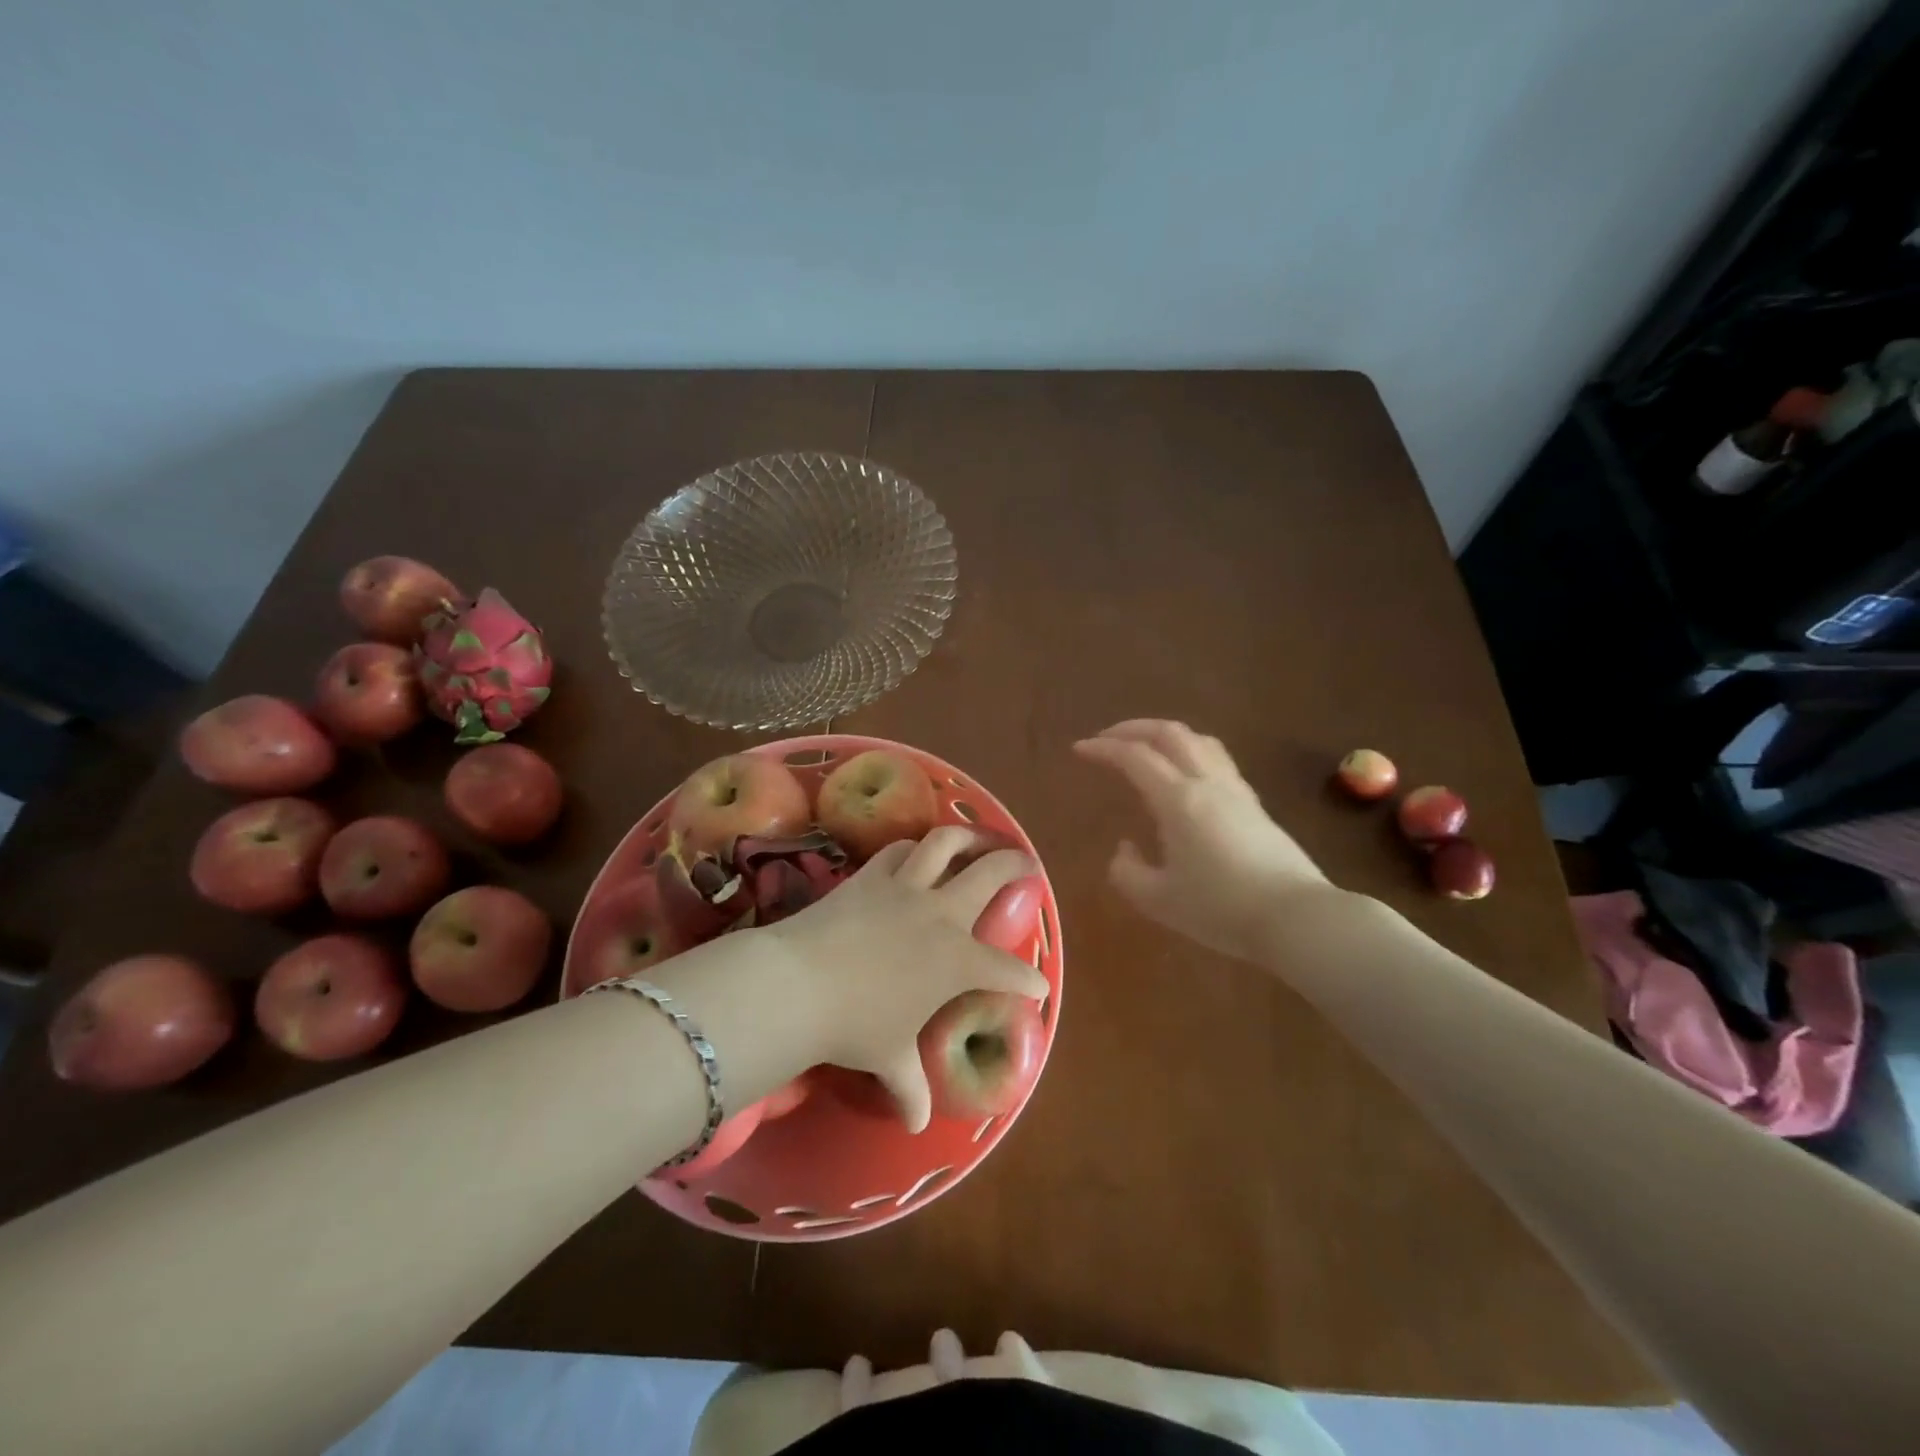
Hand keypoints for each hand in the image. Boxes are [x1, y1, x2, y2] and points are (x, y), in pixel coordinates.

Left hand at [766, 828, 1049, 1131]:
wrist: (799, 983)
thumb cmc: (854, 1025)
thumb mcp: (888, 1059)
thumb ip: (910, 1087)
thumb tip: (919, 1123)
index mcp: (957, 960)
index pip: (1006, 970)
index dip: (1027, 979)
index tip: (1037, 985)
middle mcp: (940, 914)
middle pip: (990, 874)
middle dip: (1016, 866)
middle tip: (1027, 864)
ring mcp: (905, 887)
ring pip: (946, 843)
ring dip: (968, 837)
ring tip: (978, 839)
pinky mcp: (871, 874)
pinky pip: (900, 850)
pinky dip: (914, 847)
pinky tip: (917, 851)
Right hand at [1074, 719, 1330, 962]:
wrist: (1296, 918)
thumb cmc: (1221, 909)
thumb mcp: (1159, 900)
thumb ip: (1128, 872)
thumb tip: (1125, 849)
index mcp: (1178, 800)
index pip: (1135, 757)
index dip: (1103, 748)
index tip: (1080, 749)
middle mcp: (1207, 783)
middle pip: (1170, 733)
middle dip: (1133, 728)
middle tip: (1107, 738)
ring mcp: (1236, 790)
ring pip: (1199, 740)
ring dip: (1165, 735)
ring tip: (1145, 747)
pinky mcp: (1254, 804)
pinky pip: (1217, 759)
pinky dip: (1190, 752)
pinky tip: (1184, 775)